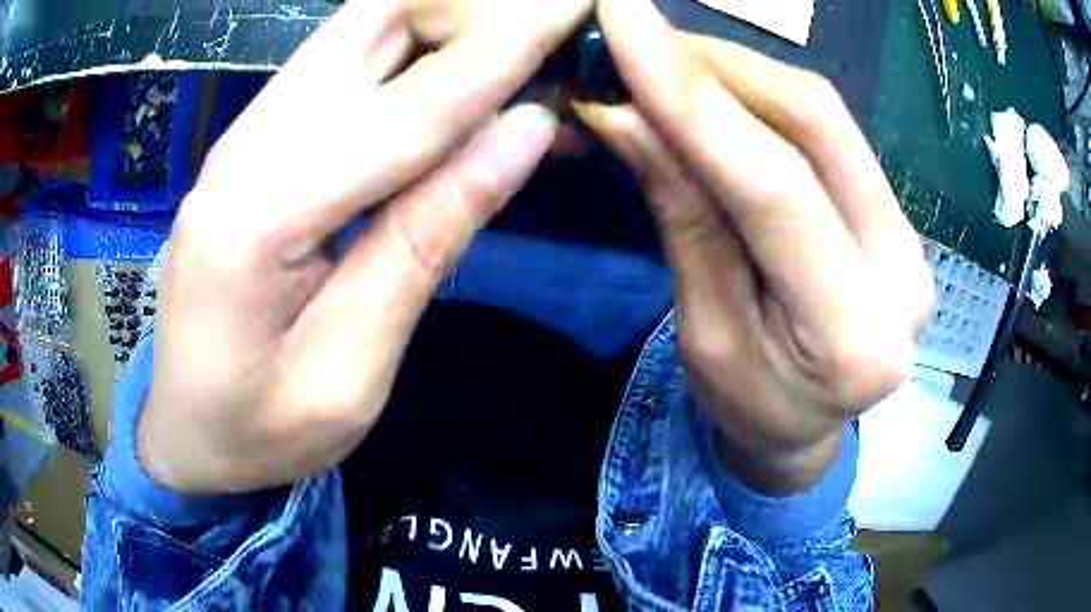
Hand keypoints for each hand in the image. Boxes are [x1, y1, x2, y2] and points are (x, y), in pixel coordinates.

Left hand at [138, 0, 591, 493]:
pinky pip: (331, 69)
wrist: (185, 434)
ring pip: (349, 35)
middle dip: (463, 10)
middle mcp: (240, 152)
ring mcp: (237, 142)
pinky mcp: (245, 148)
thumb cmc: (262, 430)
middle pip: (365, 30)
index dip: (505, 54)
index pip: (410, 109)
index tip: (573, 10)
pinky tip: (447, 69)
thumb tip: (522, 131)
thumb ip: (428, 238)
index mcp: (258, 219)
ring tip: (510, 37)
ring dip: (436, 21)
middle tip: (544, 20)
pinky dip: (401, 52)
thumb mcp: (353, 368)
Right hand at [579, 0, 933, 494]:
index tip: (624, 25)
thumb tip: (625, 113)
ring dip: (735, 72)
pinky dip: (762, 98)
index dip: (696, 97)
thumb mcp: (704, 332)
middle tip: (638, 36)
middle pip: (816, 126)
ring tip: (665, 58)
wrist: (807, 431)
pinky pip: (829, 133)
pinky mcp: (895, 215)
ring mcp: (909, 237)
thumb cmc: (749, 406)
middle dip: (717, 65)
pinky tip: (715, 89)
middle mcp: (902, 275)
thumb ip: (684, 217)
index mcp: (851, 338)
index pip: (778, 189)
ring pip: (824, 117)